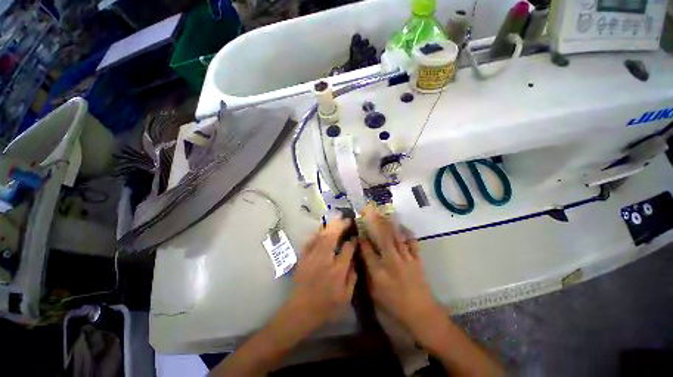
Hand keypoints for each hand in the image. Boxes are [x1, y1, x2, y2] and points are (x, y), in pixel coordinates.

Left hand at [212, 219, 357, 375]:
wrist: (300, 311)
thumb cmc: (325, 307)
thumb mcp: (345, 297)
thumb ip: (352, 277)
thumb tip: (355, 260)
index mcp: (337, 270)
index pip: (347, 249)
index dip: (352, 241)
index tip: (356, 236)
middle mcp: (324, 260)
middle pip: (332, 236)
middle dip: (340, 225)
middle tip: (347, 219)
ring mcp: (311, 257)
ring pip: (321, 235)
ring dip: (330, 225)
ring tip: (337, 219)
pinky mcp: (303, 258)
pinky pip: (310, 241)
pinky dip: (316, 233)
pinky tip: (321, 229)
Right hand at [359, 205, 441, 338]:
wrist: (421, 313)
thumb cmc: (394, 306)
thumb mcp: (374, 294)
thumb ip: (367, 274)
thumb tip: (362, 257)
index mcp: (378, 272)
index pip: (367, 250)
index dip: (362, 238)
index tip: (359, 228)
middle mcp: (391, 261)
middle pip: (382, 237)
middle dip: (375, 223)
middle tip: (370, 211)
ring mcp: (406, 259)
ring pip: (396, 237)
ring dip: (389, 224)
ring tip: (383, 213)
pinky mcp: (417, 260)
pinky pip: (412, 242)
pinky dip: (407, 233)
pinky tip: (402, 226)